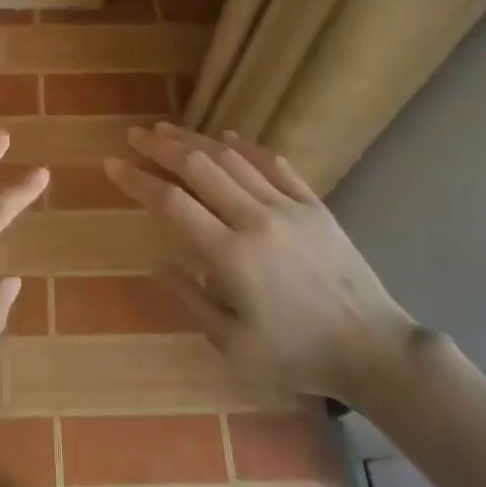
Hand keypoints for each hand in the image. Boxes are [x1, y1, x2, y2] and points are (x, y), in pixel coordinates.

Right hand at [103, 121, 416, 406]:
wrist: (373, 350)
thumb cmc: (297, 356)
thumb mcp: (234, 346)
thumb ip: (191, 301)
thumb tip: (158, 263)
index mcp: (230, 255)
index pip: (172, 203)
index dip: (138, 180)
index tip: (112, 165)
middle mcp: (255, 219)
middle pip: (199, 167)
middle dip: (162, 147)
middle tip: (135, 135)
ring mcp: (288, 207)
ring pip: (233, 159)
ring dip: (196, 141)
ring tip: (168, 130)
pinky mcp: (314, 206)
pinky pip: (274, 165)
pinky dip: (247, 148)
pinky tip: (228, 137)